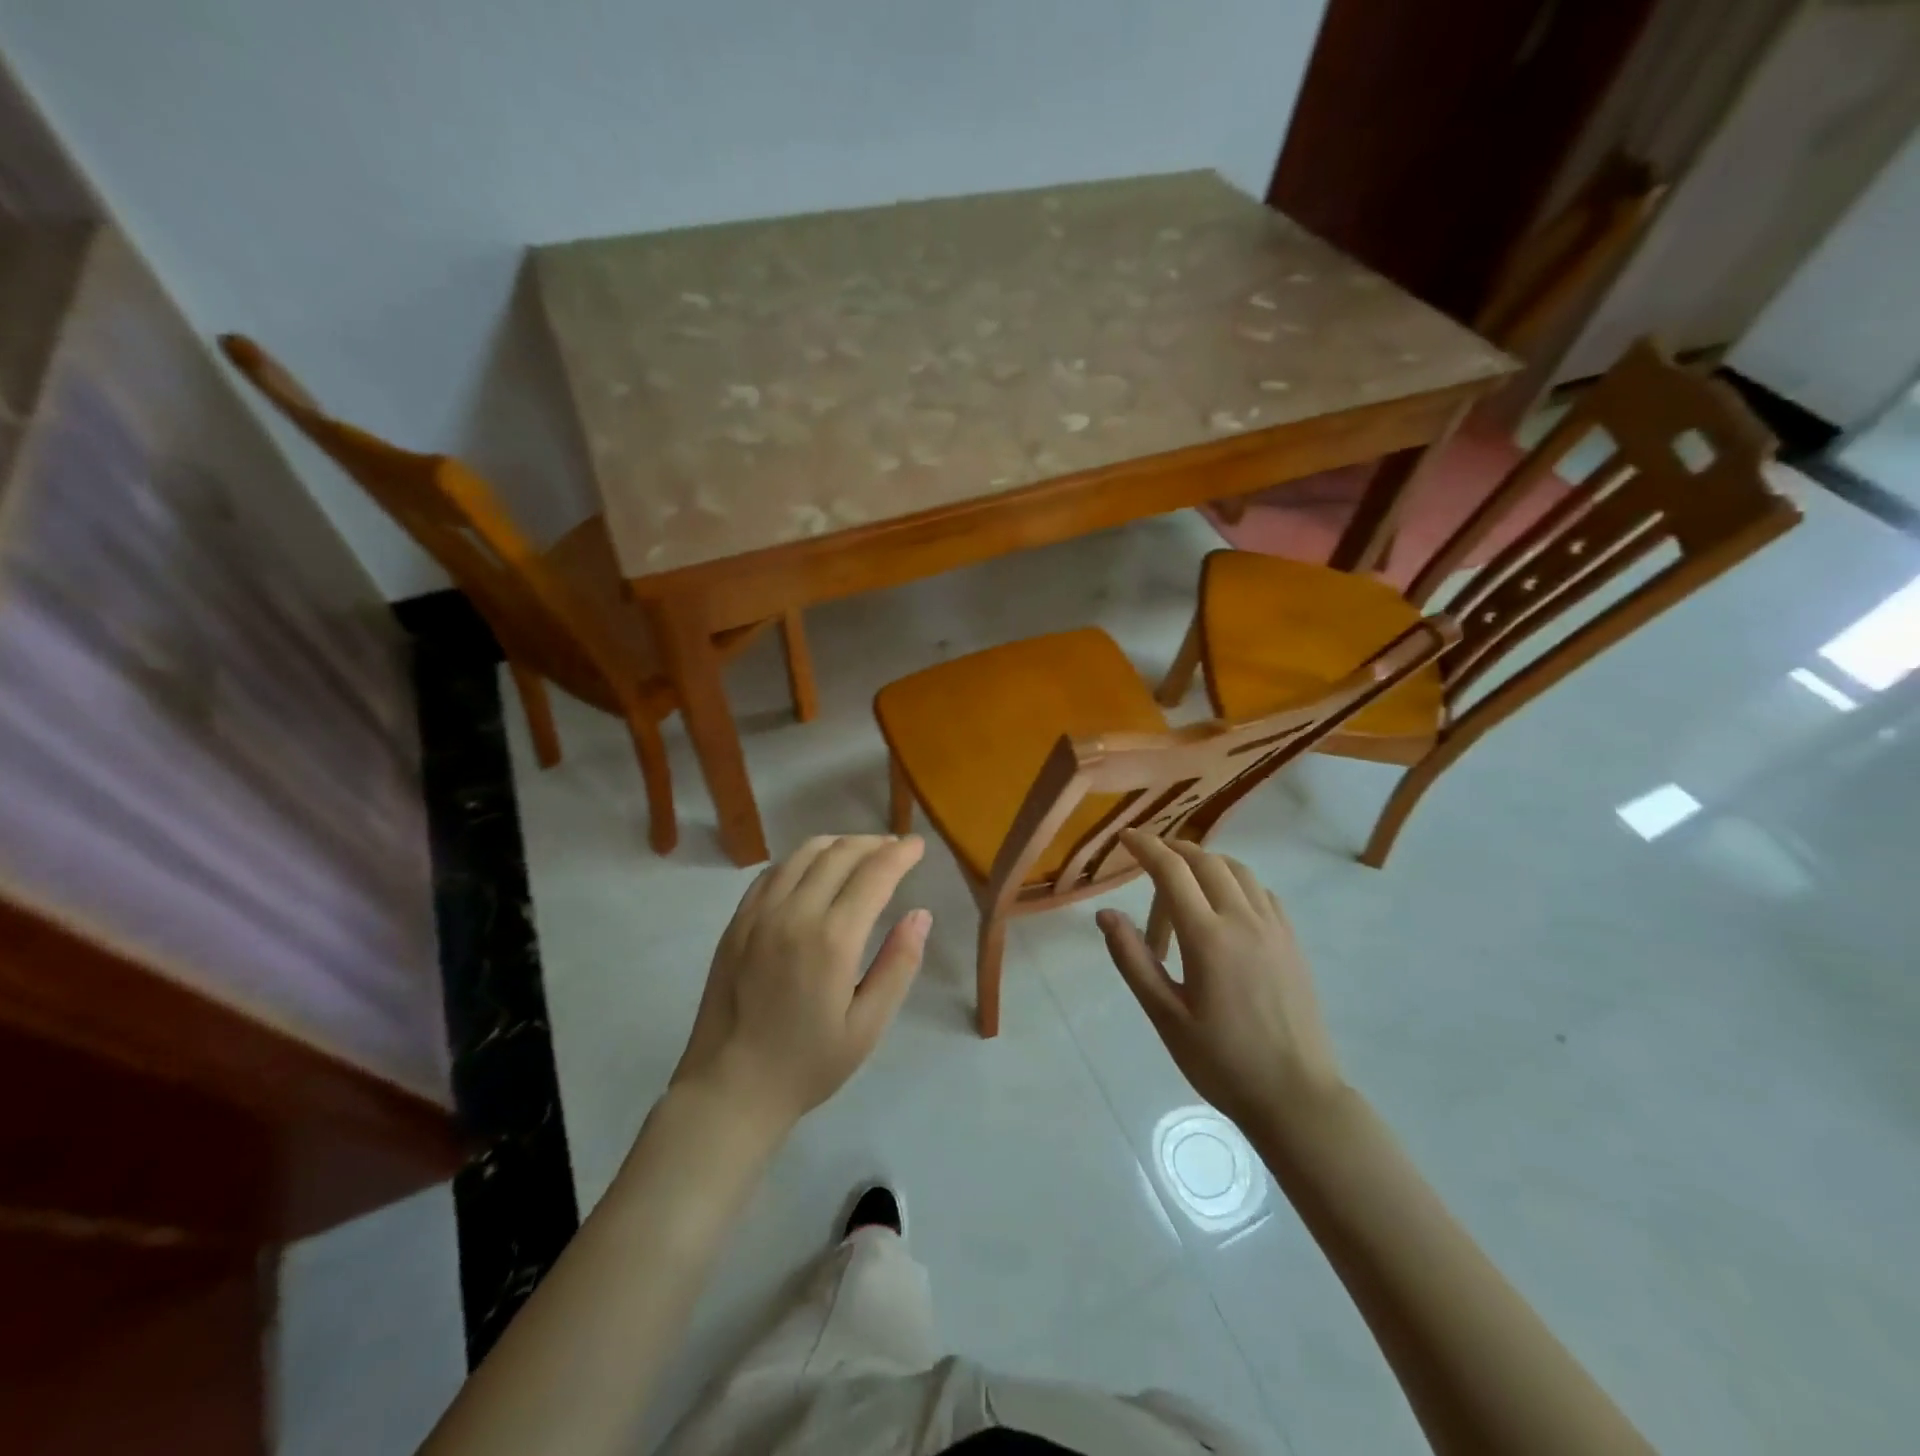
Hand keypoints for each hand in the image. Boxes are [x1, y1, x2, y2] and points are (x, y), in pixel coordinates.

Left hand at [673, 835, 931, 1130]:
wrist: (729, 1088)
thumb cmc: (807, 1065)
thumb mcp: (867, 1026)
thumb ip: (897, 965)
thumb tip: (920, 915)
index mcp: (832, 940)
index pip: (874, 874)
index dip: (900, 854)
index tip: (918, 845)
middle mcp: (794, 914)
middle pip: (839, 854)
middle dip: (874, 843)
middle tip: (896, 847)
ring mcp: (759, 914)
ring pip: (803, 854)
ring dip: (838, 843)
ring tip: (860, 851)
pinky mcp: (737, 922)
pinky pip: (773, 872)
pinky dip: (801, 859)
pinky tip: (813, 868)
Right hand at [1097, 831, 1345, 1134]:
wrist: (1296, 1097)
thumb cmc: (1221, 1060)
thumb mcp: (1165, 1015)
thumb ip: (1133, 959)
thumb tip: (1105, 914)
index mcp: (1207, 937)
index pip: (1172, 871)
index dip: (1146, 847)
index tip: (1125, 837)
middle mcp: (1243, 920)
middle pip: (1206, 861)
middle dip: (1173, 850)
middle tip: (1149, 859)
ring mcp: (1274, 928)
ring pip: (1237, 871)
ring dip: (1206, 862)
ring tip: (1183, 881)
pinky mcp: (1292, 942)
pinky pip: (1261, 892)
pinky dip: (1236, 882)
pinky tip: (1224, 907)